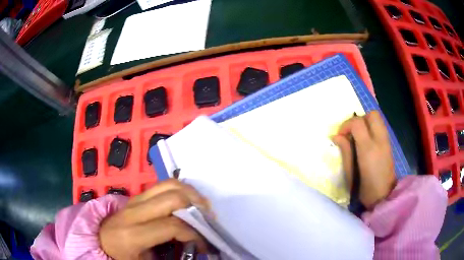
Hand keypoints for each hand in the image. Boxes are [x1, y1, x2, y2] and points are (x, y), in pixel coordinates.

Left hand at [99, 179, 210, 259]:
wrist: (100, 239)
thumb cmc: (120, 255)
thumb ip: (168, 257)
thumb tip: (194, 249)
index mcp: (133, 234)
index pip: (172, 226)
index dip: (194, 235)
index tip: (204, 245)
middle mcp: (134, 211)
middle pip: (172, 198)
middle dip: (196, 207)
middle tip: (209, 220)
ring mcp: (135, 199)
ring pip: (169, 184)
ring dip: (191, 194)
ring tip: (202, 208)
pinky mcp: (137, 196)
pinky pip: (163, 185)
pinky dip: (181, 190)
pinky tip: (188, 202)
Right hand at [332, 111, 395, 208]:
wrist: (384, 197)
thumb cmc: (365, 190)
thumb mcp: (350, 174)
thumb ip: (345, 152)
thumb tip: (336, 136)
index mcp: (368, 149)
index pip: (357, 123)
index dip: (346, 125)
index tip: (340, 135)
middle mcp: (380, 140)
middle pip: (371, 114)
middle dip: (359, 119)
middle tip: (351, 132)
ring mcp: (386, 141)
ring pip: (377, 118)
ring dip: (366, 122)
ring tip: (358, 136)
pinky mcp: (389, 144)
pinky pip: (380, 126)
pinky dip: (371, 127)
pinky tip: (366, 141)